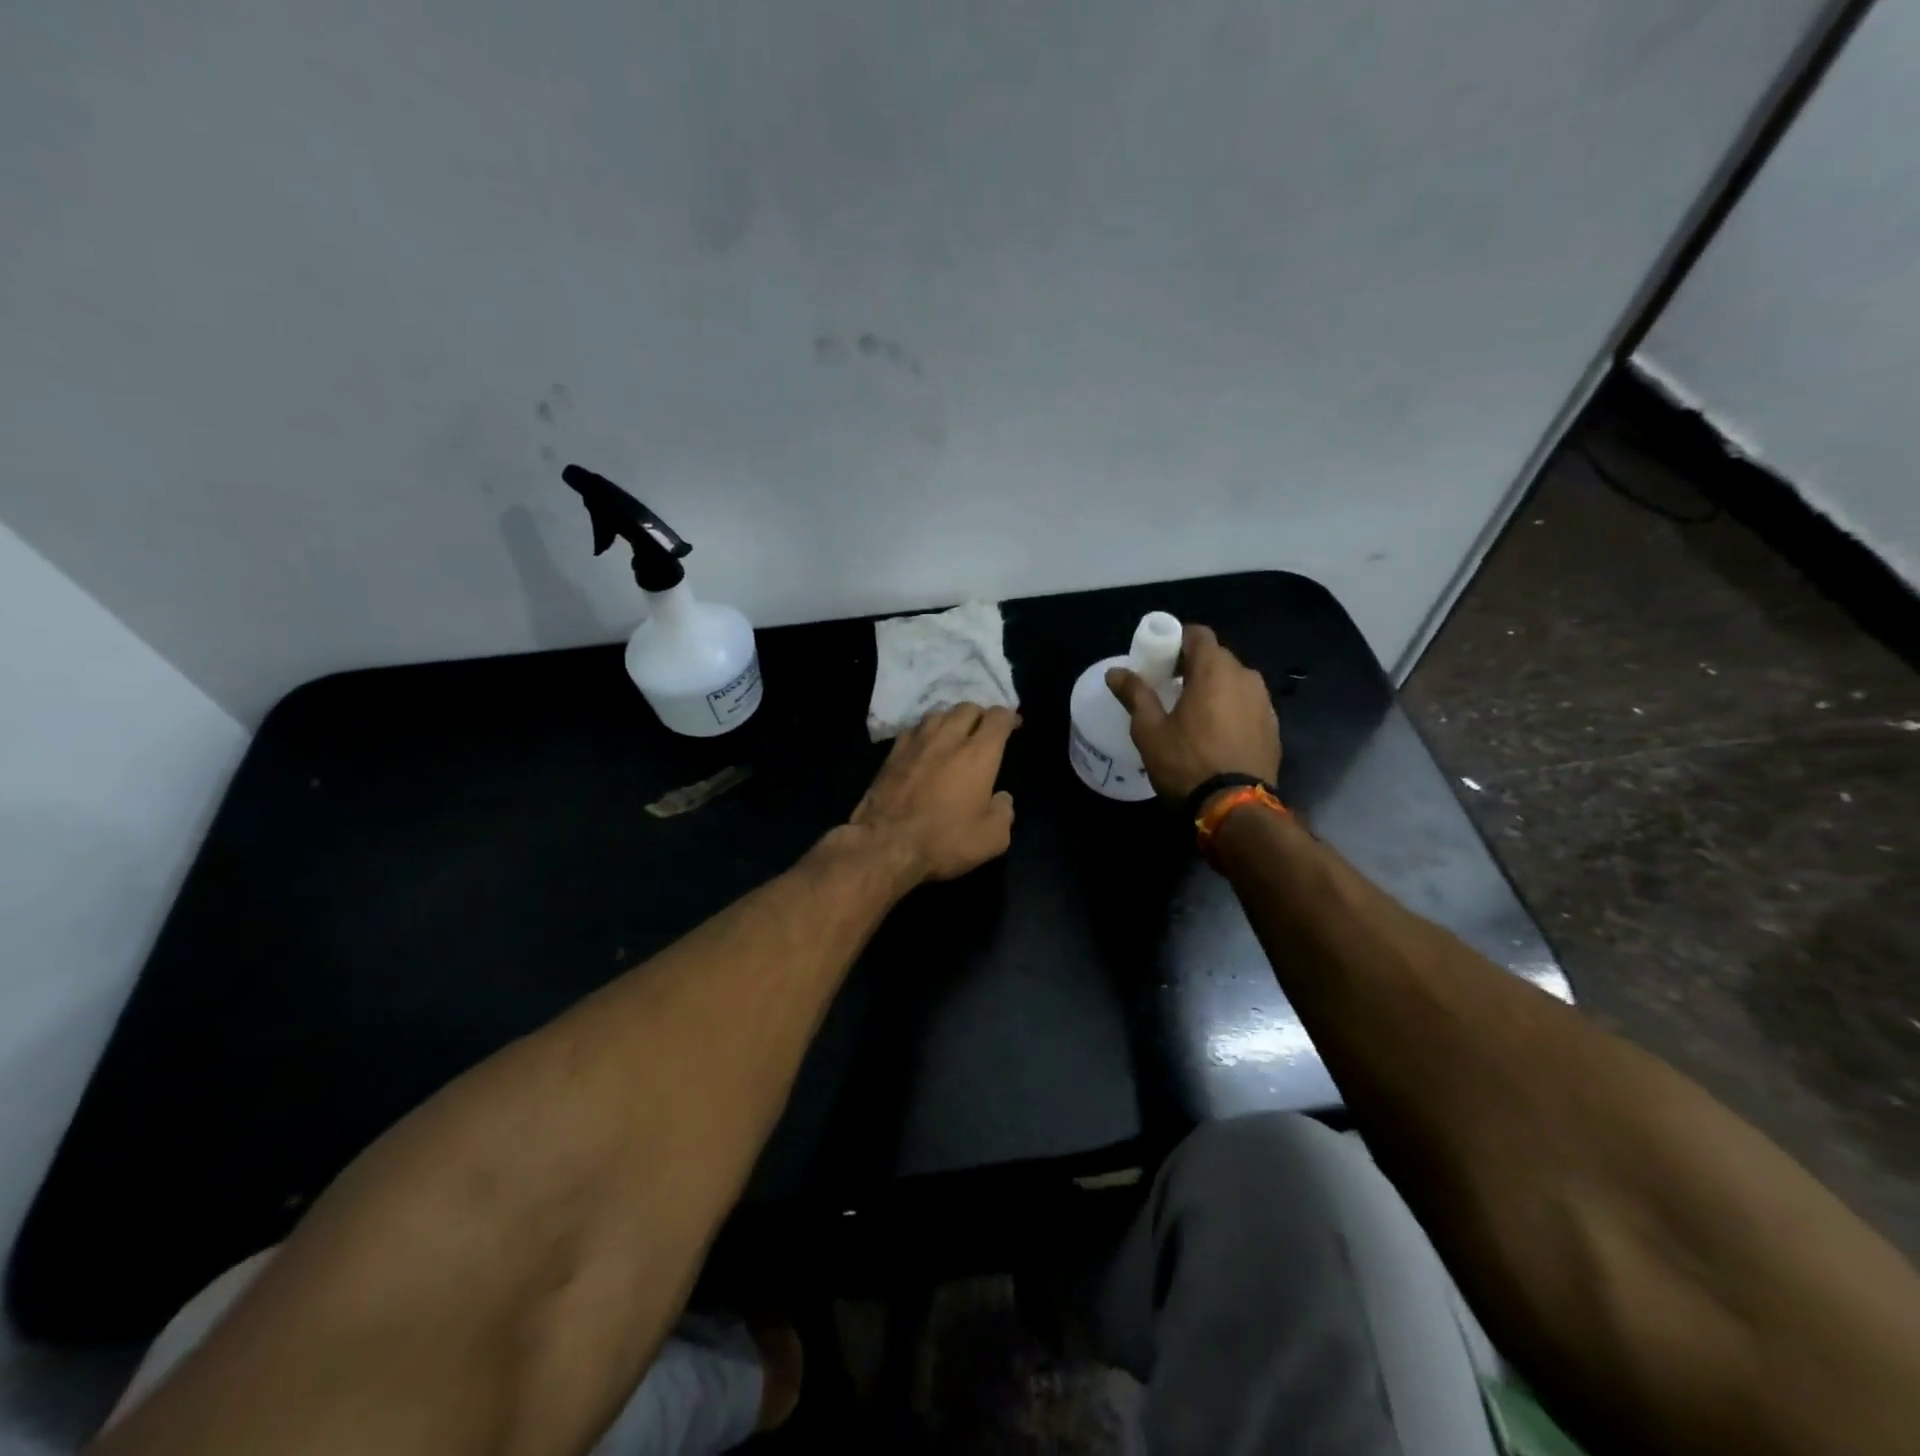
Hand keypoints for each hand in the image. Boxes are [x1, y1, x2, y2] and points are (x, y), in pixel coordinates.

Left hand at [846, 704, 1019, 882]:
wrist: (886, 844)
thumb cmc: (944, 841)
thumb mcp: (992, 839)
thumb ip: (1004, 813)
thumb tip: (1002, 799)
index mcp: (978, 754)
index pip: (997, 717)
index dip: (1009, 717)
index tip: (1013, 725)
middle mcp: (948, 738)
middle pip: (967, 707)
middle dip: (980, 715)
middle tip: (984, 731)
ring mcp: (917, 742)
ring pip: (939, 713)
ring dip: (951, 719)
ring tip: (954, 734)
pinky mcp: (892, 752)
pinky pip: (914, 729)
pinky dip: (926, 732)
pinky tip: (925, 746)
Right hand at [1106, 624, 1279, 802]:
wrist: (1236, 808)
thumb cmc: (1187, 763)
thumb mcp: (1150, 731)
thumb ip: (1135, 694)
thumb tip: (1116, 672)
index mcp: (1215, 671)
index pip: (1198, 634)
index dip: (1176, 640)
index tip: (1158, 659)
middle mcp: (1245, 677)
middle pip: (1216, 657)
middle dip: (1192, 664)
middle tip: (1168, 686)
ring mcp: (1263, 702)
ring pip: (1234, 681)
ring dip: (1213, 687)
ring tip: (1191, 712)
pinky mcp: (1272, 726)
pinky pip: (1246, 704)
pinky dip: (1229, 707)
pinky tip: (1214, 733)